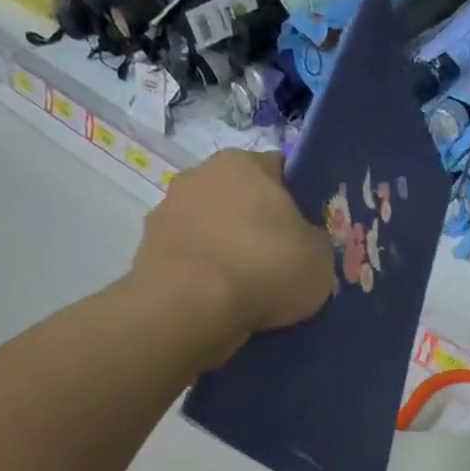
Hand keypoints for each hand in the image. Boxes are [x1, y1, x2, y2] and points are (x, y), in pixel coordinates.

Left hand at [129, 149, 334, 356]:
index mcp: (243, 162)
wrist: (191, 308)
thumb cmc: (264, 267)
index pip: (282, 172)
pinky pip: (194, 263)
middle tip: (285, 265)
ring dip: (231, 254)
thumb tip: (302, 240)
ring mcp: (167, 213)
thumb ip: (315, 239)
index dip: (302, 203)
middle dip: (261, 228)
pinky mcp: (148, 252)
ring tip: (254, 294)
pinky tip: (226, 305)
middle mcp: (199, 175)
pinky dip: (208, 279)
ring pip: (215, 232)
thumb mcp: (321, 255)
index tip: (312, 235)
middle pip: (243, 200)